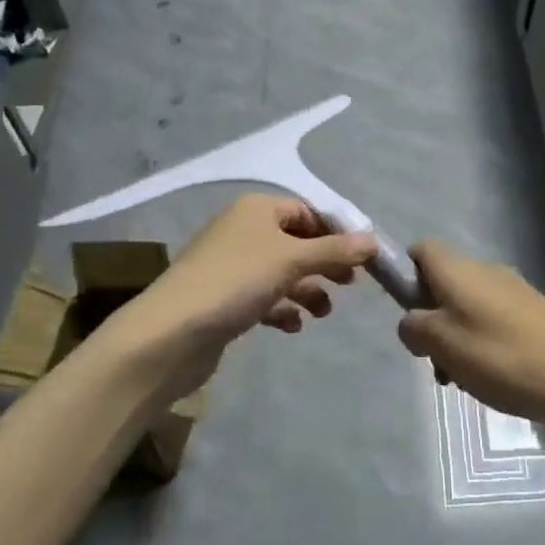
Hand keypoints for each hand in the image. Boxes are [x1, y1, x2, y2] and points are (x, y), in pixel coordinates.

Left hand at [94, 193, 377, 400]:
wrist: (171, 333)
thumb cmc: (236, 281)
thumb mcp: (292, 260)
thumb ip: (335, 250)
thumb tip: (373, 240)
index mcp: (257, 210)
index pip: (306, 211)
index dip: (335, 231)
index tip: (361, 257)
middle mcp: (243, 231)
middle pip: (295, 241)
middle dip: (324, 262)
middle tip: (350, 285)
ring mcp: (231, 266)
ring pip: (281, 272)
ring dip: (306, 289)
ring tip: (323, 312)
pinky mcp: (223, 299)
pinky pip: (263, 297)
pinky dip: (282, 308)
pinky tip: (293, 326)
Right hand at [397, 241, 544, 424]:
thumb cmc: (503, 357)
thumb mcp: (442, 344)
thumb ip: (414, 327)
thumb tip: (411, 322)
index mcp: (459, 269)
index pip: (420, 251)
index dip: (404, 276)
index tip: (405, 313)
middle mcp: (485, 271)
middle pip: (442, 283)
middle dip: (430, 319)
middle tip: (432, 359)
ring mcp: (513, 293)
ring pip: (466, 308)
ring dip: (455, 339)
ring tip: (460, 379)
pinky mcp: (534, 316)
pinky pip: (492, 323)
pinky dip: (482, 346)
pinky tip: (489, 381)